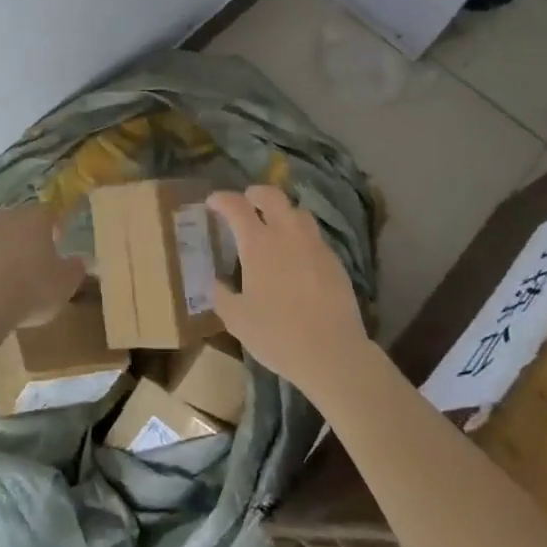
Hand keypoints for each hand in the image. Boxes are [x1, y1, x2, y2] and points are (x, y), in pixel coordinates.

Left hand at [0, 202, 85, 329]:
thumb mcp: (64, 286)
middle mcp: (2, 217)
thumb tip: (83, 260)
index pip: (48, 215)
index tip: (57, 244)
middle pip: (16, 223)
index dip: (53, 228)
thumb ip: (75, 269)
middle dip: (22, 239)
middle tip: (29, 264)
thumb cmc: (30, 291)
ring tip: (1, 280)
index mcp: (33, 220)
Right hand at [208, 186, 370, 393]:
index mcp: (258, 244)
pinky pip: (314, 237)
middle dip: (256, 193)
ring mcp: (315, 246)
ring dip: (282, 212)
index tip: (212, 202)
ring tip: (274, 227)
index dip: (222, 199)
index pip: (236, 206)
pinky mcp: (334, 261)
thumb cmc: (277, 335)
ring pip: (298, 212)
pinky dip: (300, 237)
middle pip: (273, 195)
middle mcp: (287, 234)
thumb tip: (217, 282)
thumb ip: (222, 295)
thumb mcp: (237, 320)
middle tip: (246, 202)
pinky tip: (297, 257)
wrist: (333, 353)